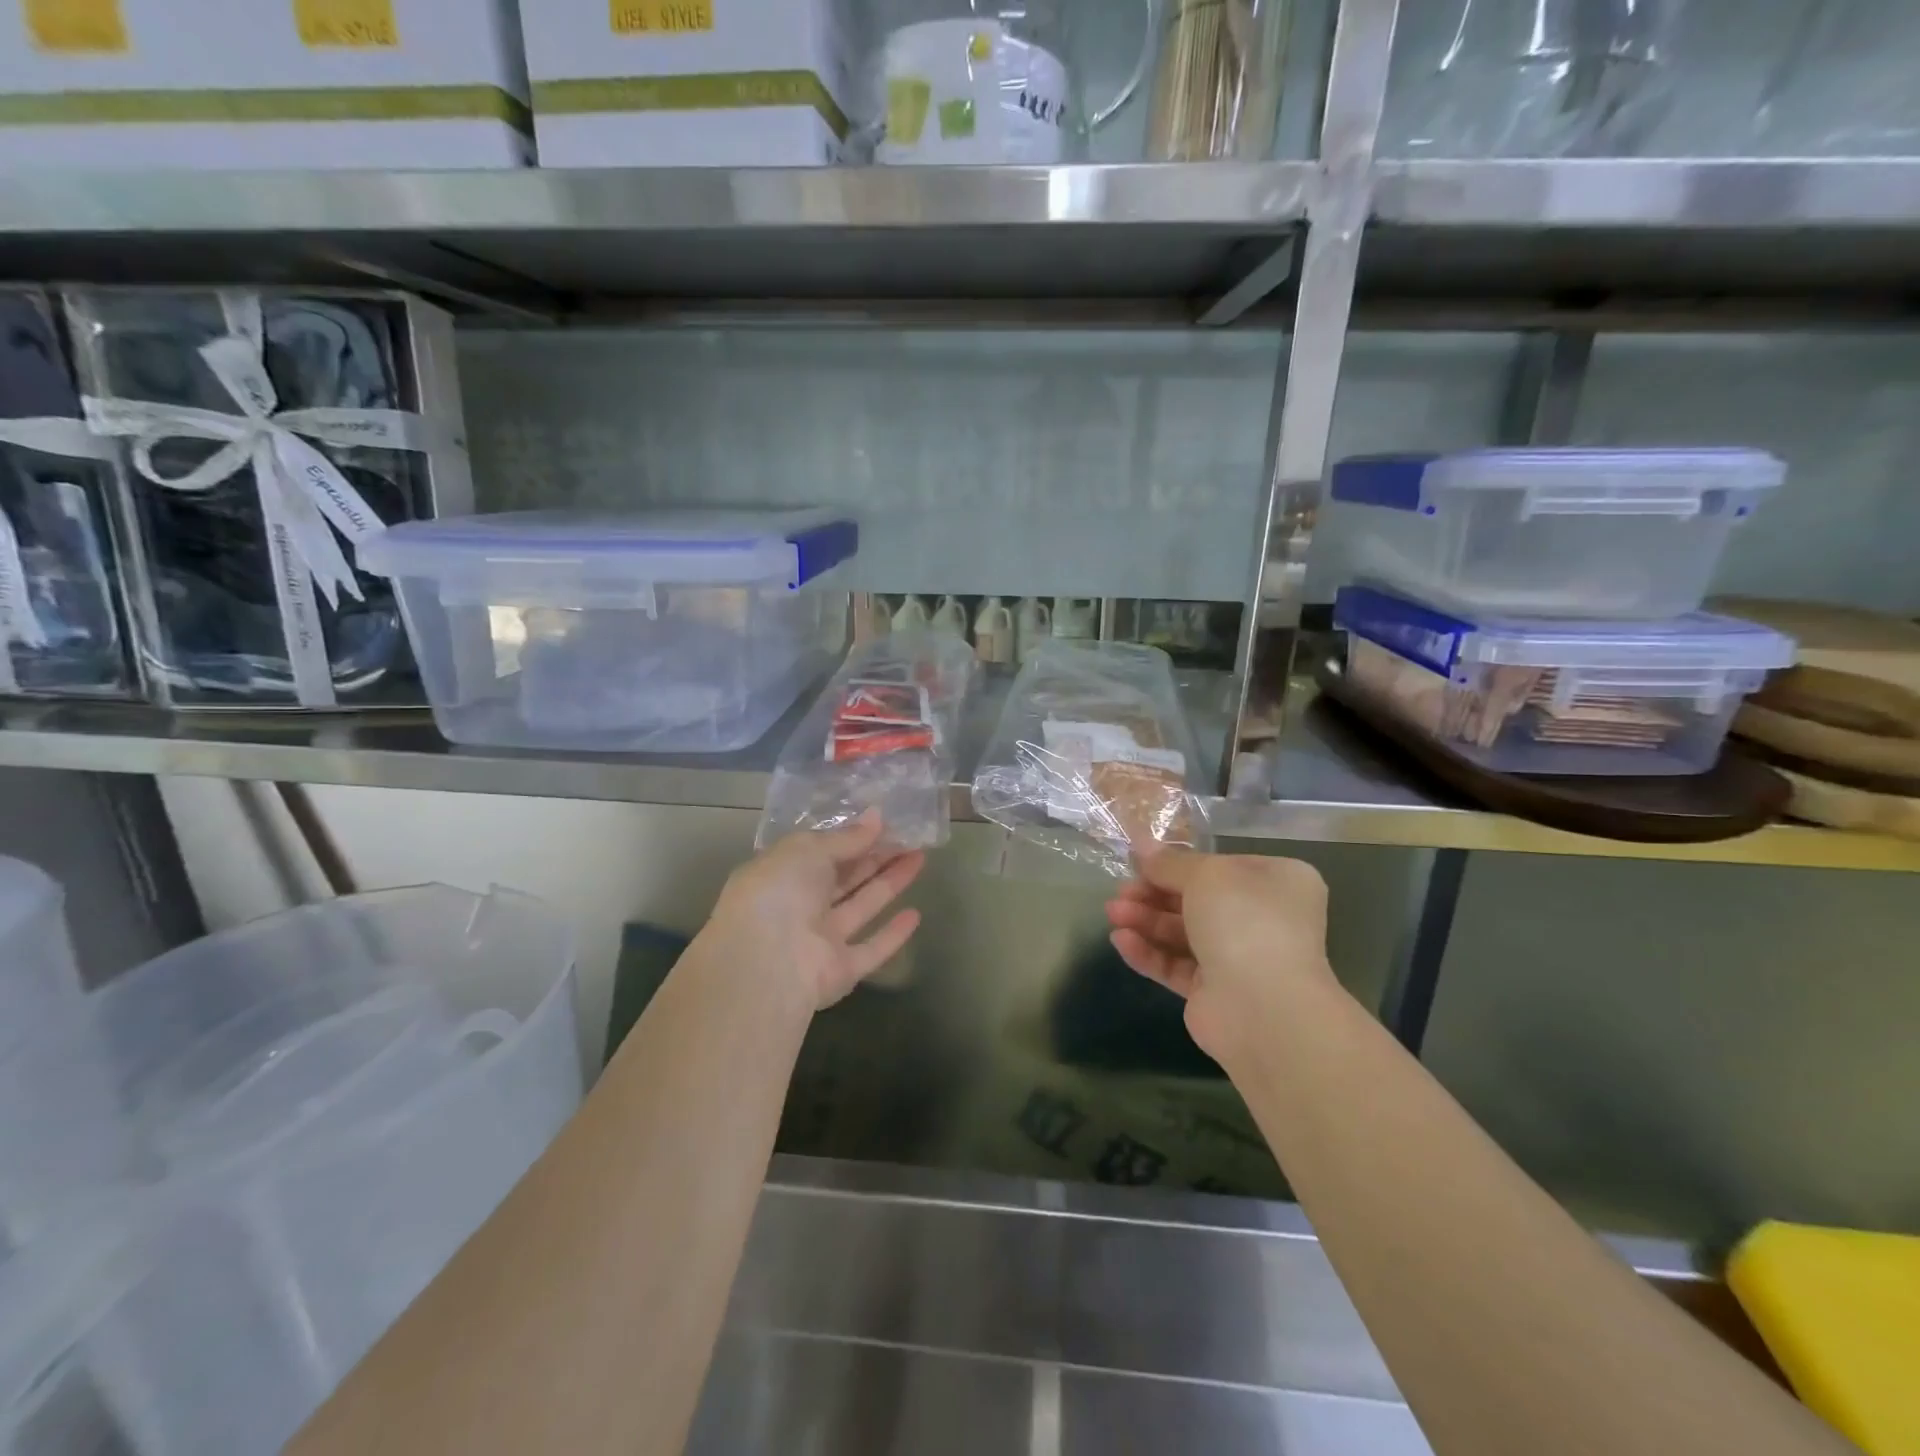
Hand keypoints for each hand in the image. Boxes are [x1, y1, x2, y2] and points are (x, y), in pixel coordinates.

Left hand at [695, 813, 924, 1012]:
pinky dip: (892, 934)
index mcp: (781, 874)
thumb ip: (845, 837)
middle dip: (876, 856)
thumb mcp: (808, 849)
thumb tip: (877, 818)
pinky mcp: (840, 970)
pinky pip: (871, 949)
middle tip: (910, 836)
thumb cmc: (779, 892)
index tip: (883, 823)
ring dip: (890, 883)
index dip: (851, 837)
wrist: (766, 964)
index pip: (820, 852)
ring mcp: (820, 940)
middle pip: (844, 878)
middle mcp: (799, 907)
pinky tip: (916, 914)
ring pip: (861, 906)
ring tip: (920, 858)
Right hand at [1104, 847, 1335, 1062]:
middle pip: (1196, 900)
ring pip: (1183, 933)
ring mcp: (1240, 958)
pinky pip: (1177, 966)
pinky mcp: (1215, 993)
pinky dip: (1149, 952)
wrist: (1265, 1008)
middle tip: (1120, 892)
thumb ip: (1169, 863)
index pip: (1220, 866)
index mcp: (1275, 882)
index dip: (1177, 864)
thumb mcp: (1204, 875)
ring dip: (1145, 921)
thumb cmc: (1244, 921)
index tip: (1139, 863)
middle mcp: (1262, 919)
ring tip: (1112, 914)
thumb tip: (1143, 845)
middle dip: (1153, 894)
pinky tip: (1121, 941)